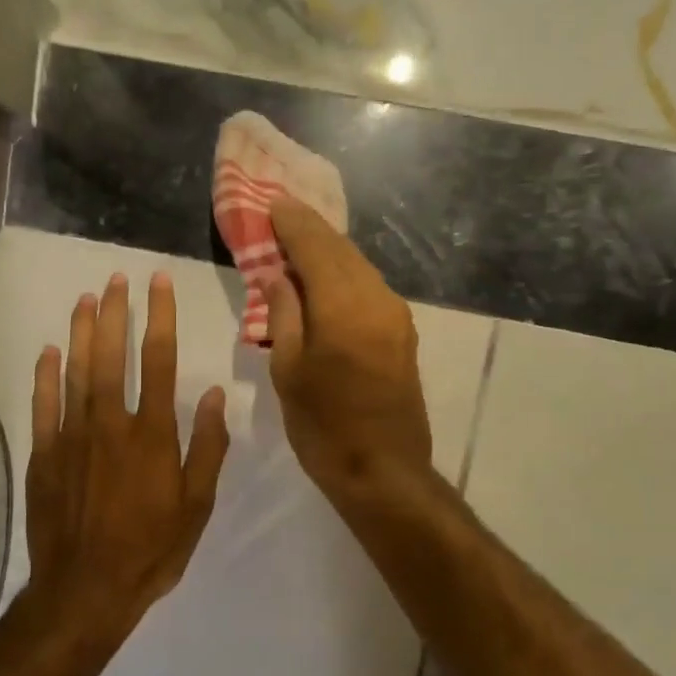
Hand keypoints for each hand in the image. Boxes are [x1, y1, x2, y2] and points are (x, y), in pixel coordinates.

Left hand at [25, 271, 230, 636]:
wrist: (86, 590)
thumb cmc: (151, 549)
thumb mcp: (197, 505)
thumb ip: (206, 446)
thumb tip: (211, 394)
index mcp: (152, 434)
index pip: (159, 360)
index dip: (160, 317)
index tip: (159, 283)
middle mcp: (111, 424)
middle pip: (112, 355)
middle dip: (116, 312)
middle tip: (116, 278)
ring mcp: (72, 436)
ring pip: (76, 371)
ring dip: (82, 331)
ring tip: (86, 298)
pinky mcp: (45, 454)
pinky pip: (44, 404)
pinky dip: (46, 375)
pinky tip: (49, 350)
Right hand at [262, 198, 432, 501]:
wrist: (383, 472)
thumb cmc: (324, 427)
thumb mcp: (289, 370)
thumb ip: (284, 314)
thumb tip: (278, 274)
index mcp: (344, 307)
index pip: (316, 247)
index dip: (292, 223)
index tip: (272, 203)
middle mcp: (377, 300)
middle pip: (342, 250)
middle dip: (311, 229)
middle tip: (283, 213)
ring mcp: (396, 316)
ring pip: (359, 267)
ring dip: (329, 250)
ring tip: (300, 240)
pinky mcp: (403, 333)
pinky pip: (369, 288)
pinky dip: (345, 274)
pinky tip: (327, 278)